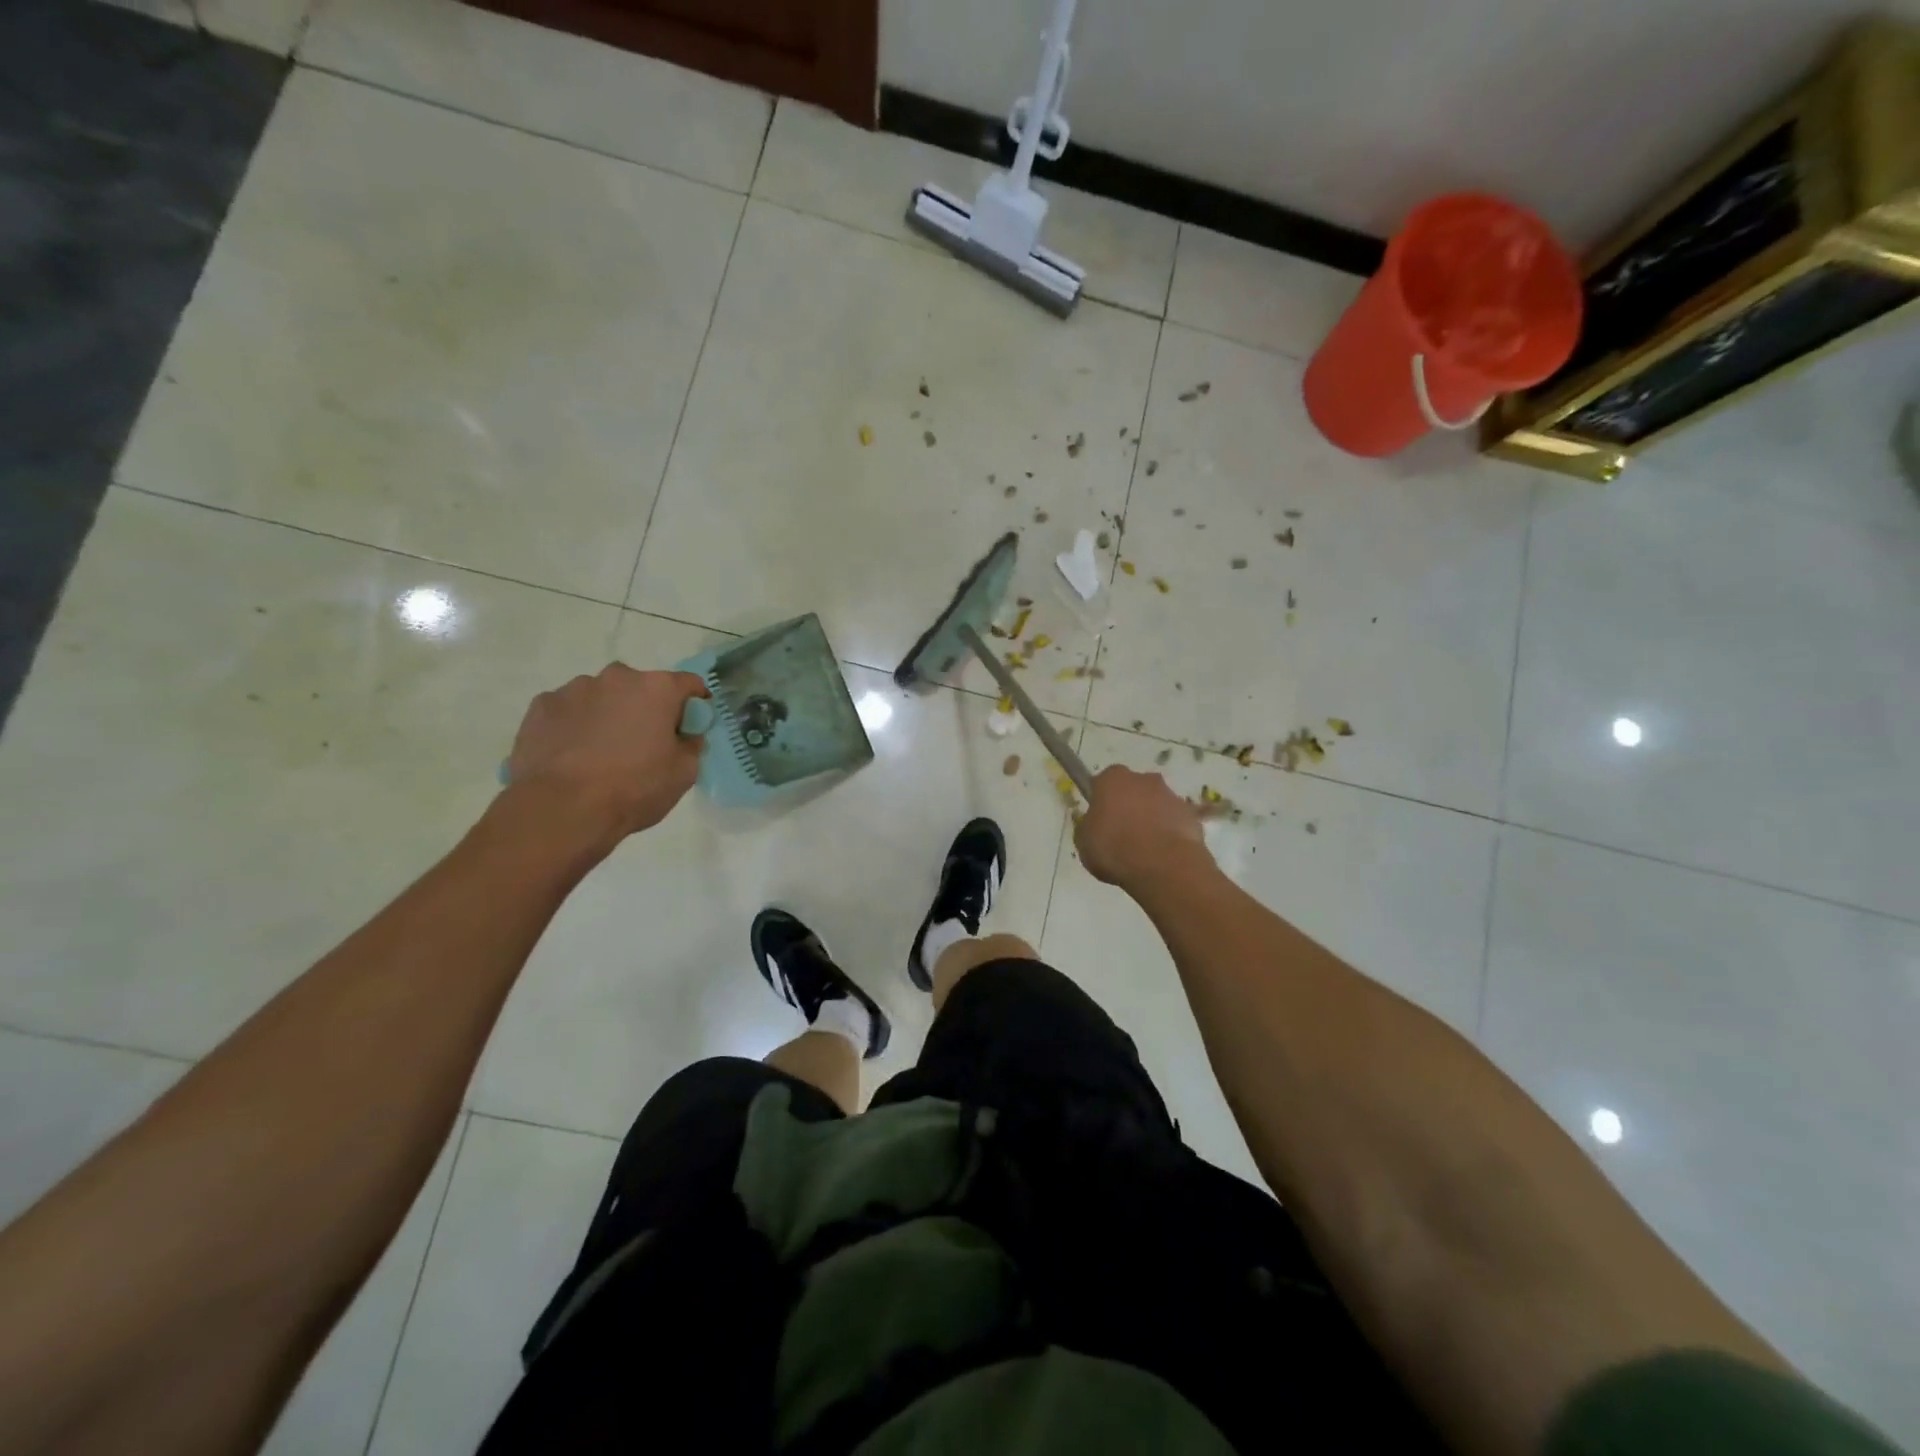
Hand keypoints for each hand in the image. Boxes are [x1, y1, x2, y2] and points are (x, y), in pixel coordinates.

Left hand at [505, 664, 706, 842]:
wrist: (563, 809)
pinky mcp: (540, 707)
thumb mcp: (684, 773)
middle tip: (643, 744)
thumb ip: (690, 744)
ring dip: (608, 715)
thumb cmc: (634, 788)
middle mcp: (616, 677)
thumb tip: (684, 735)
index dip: (694, 705)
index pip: (688, 684)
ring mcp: (574, 689)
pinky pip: (567, 711)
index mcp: (657, 688)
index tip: (689, 728)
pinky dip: (574, 725)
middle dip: (645, 709)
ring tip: (600, 753)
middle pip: (641, 687)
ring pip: (601, 697)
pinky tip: (571, 755)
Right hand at [1075, 765, 1209, 890]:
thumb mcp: (1084, 843)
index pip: (1103, 782)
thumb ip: (1088, 828)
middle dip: (1129, 805)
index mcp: (1112, 779)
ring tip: (1145, 849)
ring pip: (1156, 804)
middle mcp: (1143, 779)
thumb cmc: (1115, 849)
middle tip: (1122, 833)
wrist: (1163, 866)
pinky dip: (1170, 833)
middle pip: (1133, 789)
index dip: (1101, 800)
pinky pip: (1175, 821)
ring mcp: (1171, 796)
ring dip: (1151, 819)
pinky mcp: (1191, 815)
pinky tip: (1163, 855)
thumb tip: (1094, 825)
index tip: (1100, 819)